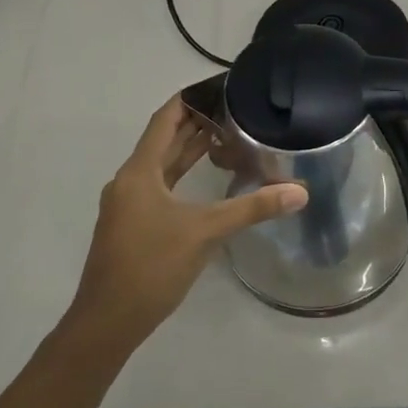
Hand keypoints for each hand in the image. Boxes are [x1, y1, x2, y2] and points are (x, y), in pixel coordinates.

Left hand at [69, 96, 306, 344]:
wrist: (107, 322)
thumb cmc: (151, 267)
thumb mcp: (205, 232)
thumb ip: (252, 208)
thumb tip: (299, 191)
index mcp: (139, 173)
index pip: (164, 121)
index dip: (188, 100)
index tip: (216, 86)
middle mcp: (129, 182)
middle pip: (162, 141)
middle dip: (194, 124)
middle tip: (231, 109)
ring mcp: (128, 205)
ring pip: (161, 166)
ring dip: (188, 150)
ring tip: (223, 135)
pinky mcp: (132, 226)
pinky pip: (159, 187)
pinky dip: (181, 176)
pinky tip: (204, 181)